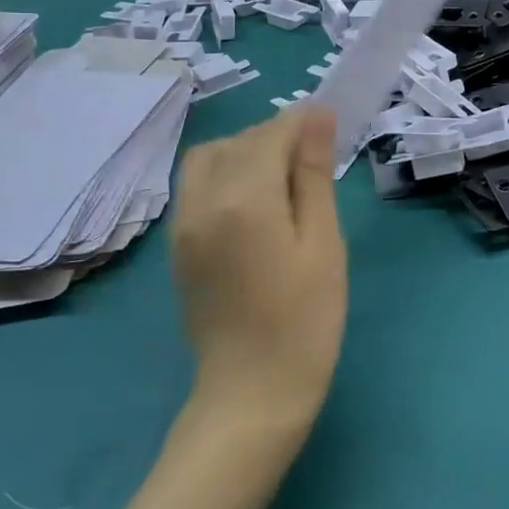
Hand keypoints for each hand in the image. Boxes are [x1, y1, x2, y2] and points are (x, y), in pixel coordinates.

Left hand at [169, 105, 346, 428]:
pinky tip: (254, 202)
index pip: (272, 133)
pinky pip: (197, 184)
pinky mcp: (177, 244)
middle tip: (315, 161)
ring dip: (247, 151)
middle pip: (240, 140)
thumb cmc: (305, 320)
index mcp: (245, 199)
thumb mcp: (323, 243)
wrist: (251, 394)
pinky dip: (225, 174)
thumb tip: (316, 115)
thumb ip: (314, 174)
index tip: (331, 128)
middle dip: (277, 136)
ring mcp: (183, 223)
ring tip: (283, 179)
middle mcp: (204, 200)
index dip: (303, 122)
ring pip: (211, 157)